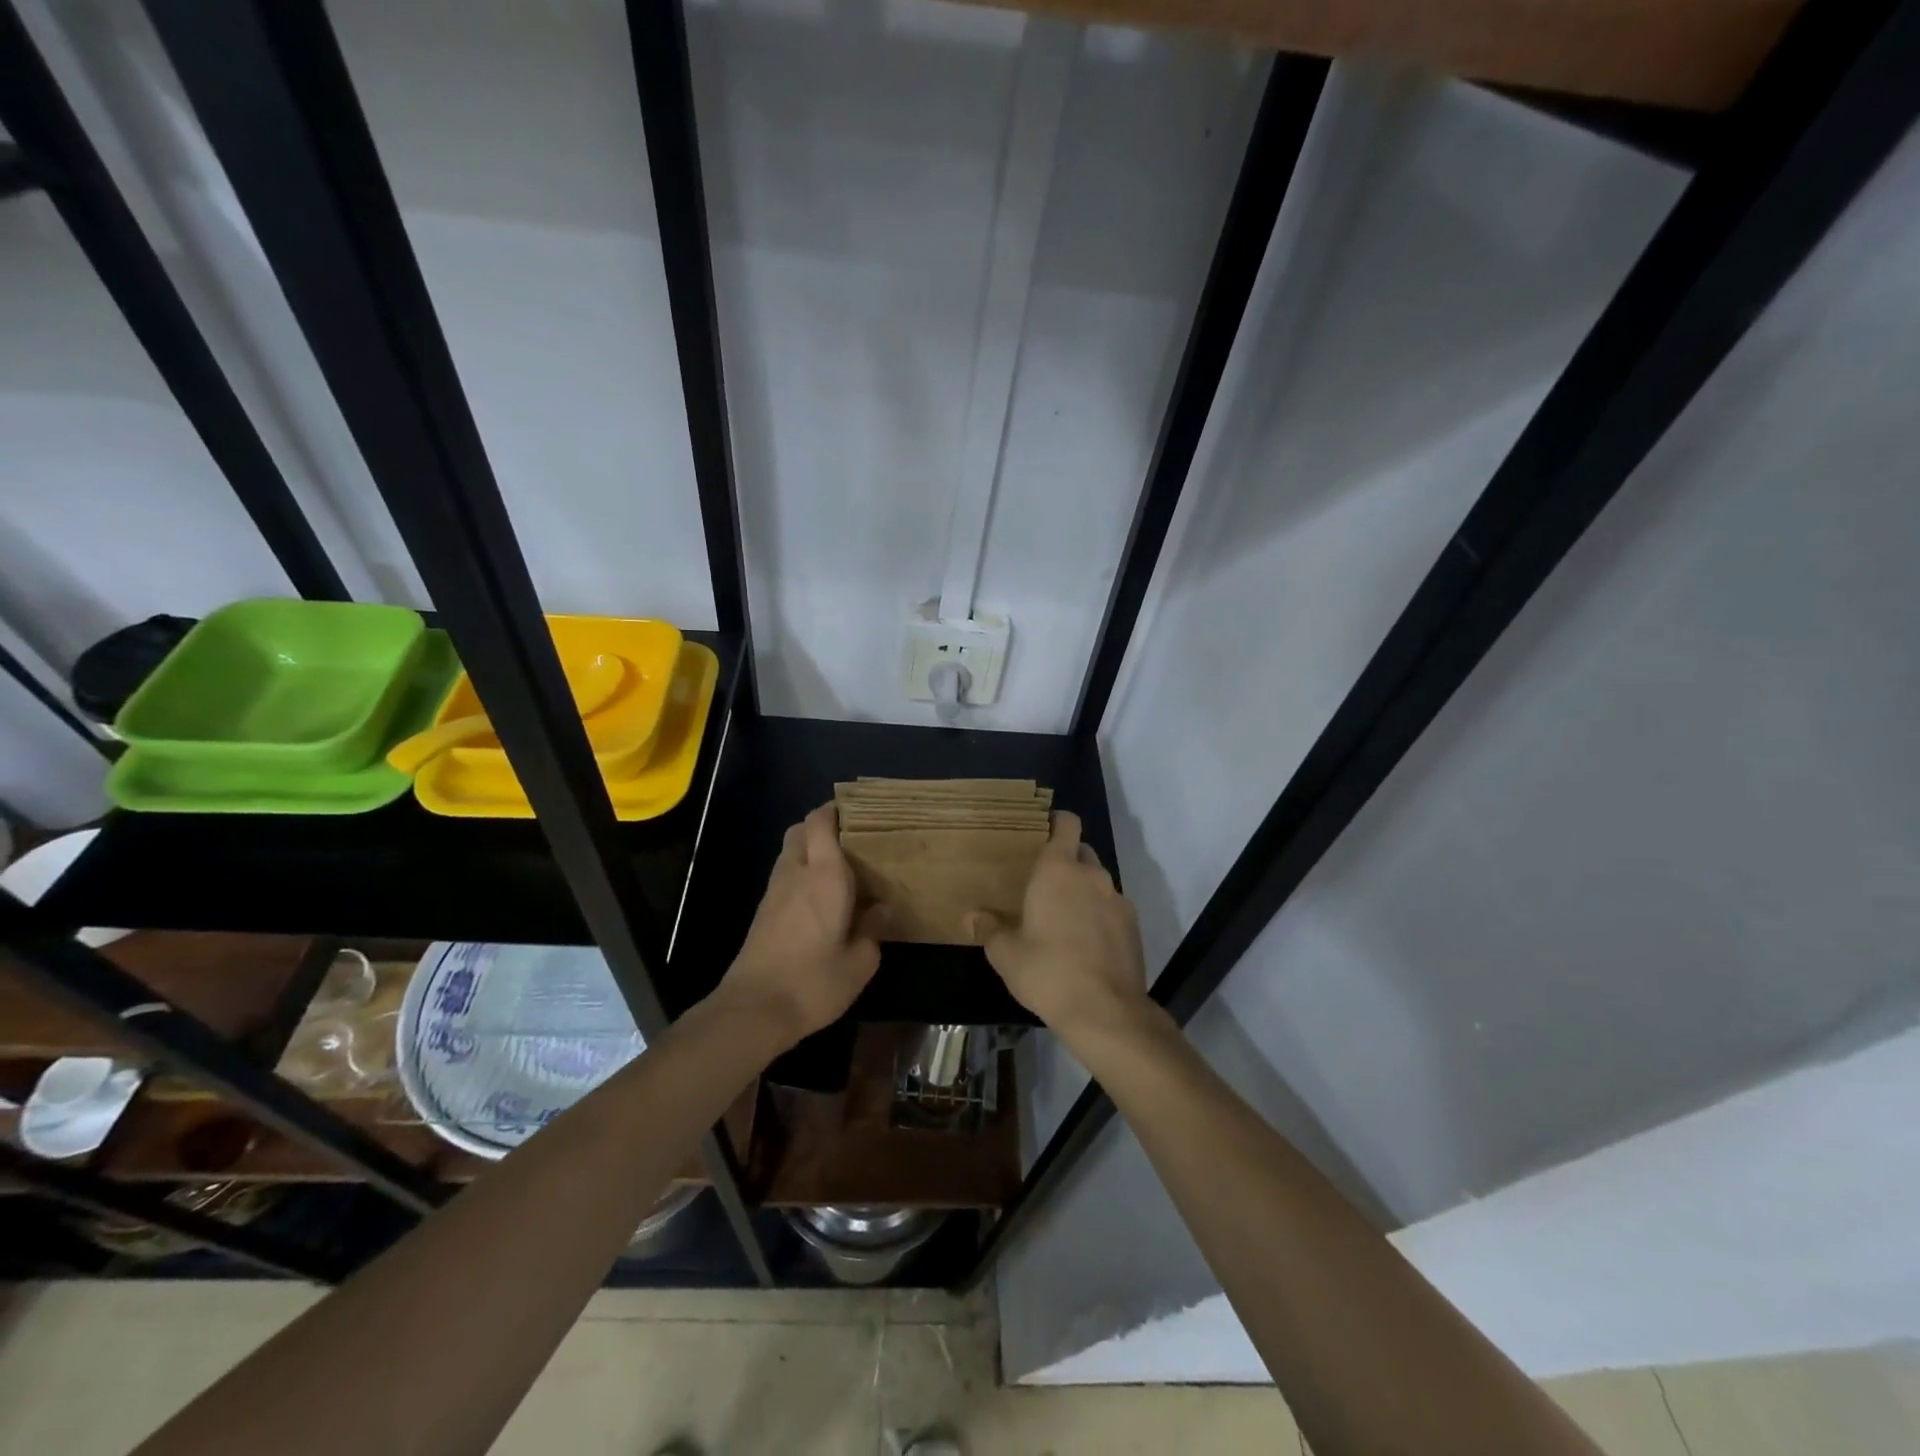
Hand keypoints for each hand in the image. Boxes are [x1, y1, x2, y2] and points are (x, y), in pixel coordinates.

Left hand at [718, 803, 882, 1051]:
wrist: (754, 1010)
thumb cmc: (814, 981)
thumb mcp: (860, 962)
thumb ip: (873, 929)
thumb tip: (881, 909)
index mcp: (824, 875)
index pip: (820, 822)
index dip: (835, 810)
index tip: (858, 812)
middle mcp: (796, 873)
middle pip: (800, 830)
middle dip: (822, 826)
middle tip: (852, 841)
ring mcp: (774, 892)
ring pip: (790, 852)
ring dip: (811, 851)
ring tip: (841, 871)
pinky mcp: (763, 912)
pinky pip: (785, 876)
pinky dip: (801, 874)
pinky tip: (821, 899)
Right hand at [970, 812, 1152, 1045]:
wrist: (1105, 1010)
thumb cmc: (1047, 972)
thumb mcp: (1006, 954)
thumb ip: (989, 929)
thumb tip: (973, 916)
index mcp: (1058, 870)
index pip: (1067, 824)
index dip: (1057, 822)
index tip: (1044, 830)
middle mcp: (1091, 875)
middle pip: (1082, 850)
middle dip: (1067, 859)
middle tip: (1045, 881)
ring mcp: (1117, 899)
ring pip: (1098, 880)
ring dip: (1084, 889)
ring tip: (1065, 916)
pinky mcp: (1133, 924)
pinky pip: (1112, 906)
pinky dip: (1100, 913)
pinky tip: (1087, 941)